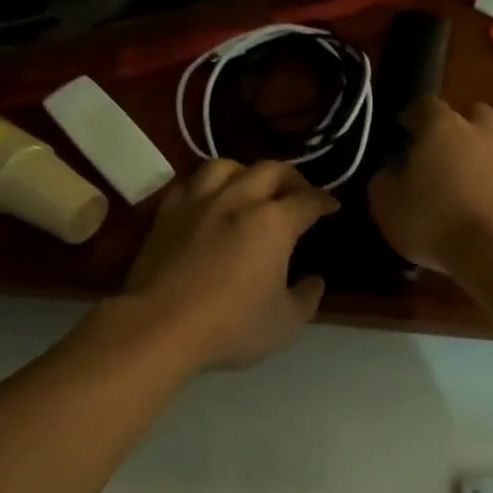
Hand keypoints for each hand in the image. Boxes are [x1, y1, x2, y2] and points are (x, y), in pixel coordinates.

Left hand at [124, 159, 338, 369]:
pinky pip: (190, 183)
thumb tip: (314, 281)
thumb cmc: (232, 325)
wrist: (160, 326)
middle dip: (291, 178)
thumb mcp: (286, 323)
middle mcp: (238, 199)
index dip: (325, 201)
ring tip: (250, 189)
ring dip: (246, 173)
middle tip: (298, 194)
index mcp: (274, 222)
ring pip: (226, 166)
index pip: (308, 200)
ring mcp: (198, 202)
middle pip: (270, 170)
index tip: (332, 206)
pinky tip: (208, 201)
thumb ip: (307, 298)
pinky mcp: (166, 213)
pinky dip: (206, 186)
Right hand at [369, 98, 492, 275]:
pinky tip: (483, 209)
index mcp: (442, 127)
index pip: (426, 105)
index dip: (414, 115)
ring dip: (481, 157)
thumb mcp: (387, 206)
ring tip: (464, 184)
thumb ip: (383, 183)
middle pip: (474, 114)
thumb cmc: (433, 220)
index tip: (404, 129)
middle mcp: (480, 133)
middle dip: (460, 125)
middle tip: (443, 150)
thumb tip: (388, 175)